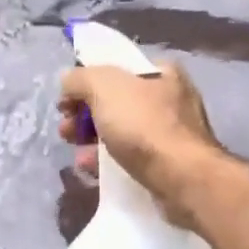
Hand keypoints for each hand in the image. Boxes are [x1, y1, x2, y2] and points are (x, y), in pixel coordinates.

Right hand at [58, 62, 226, 225]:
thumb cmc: (145, 126)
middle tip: (66, 131)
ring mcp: (170, 134)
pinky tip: (91, 170)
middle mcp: (169, 98)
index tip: (66, 103)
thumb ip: (80, 78)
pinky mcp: (166, 165)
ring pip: (120, 132)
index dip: (85, 82)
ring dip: (91, 142)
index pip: (115, 68)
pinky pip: (129, 158)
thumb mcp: (104, 87)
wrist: (182, 179)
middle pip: (114, 102)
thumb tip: (68, 82)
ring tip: (76, 154)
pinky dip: (108, 162)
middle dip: (84, 116)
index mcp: (161, 71)